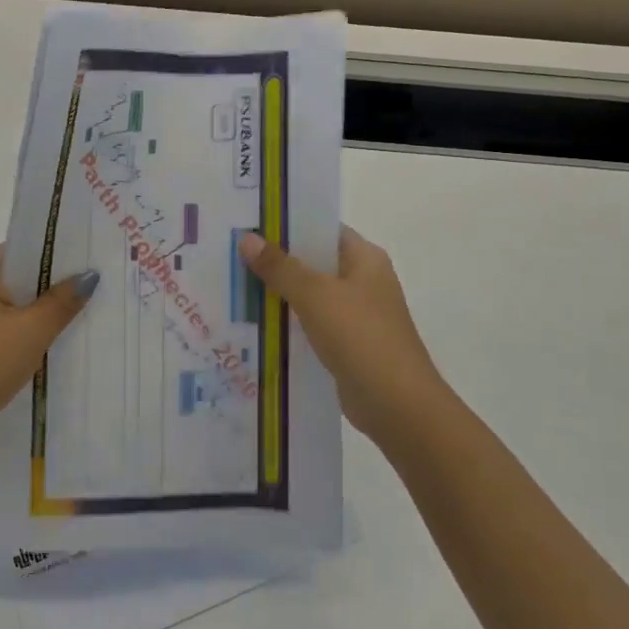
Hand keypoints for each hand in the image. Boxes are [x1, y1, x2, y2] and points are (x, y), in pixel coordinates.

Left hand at [0, 247, 98, 462]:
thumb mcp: (32, 331)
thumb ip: (62, 301)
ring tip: (88, 312)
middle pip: (23, 277)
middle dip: (58, 283)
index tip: (94, 254)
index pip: (26, 247)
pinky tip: (57, 344)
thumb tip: (89, 274)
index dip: (59, 250)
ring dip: (46, 311)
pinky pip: (9, 330)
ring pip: (17, 307)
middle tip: (102, 284)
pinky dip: (31, 334)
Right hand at [238, 226, 457, 450]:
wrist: (396, 404)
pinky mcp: (347, 344)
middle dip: (276, 260)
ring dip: (279, 293)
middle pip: (314, 261)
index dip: (288, 225)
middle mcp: (363, 281)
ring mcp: (356, 315)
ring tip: (234, 285)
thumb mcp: (314, 295)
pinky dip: (288, 322)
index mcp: (365, 258)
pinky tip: (256, 323)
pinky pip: (311, 324)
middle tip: (232, 254)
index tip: (249, 224)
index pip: (322, 229)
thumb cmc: (359, 336)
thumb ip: (280, 267)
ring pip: (310, 295)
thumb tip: (247, 238)